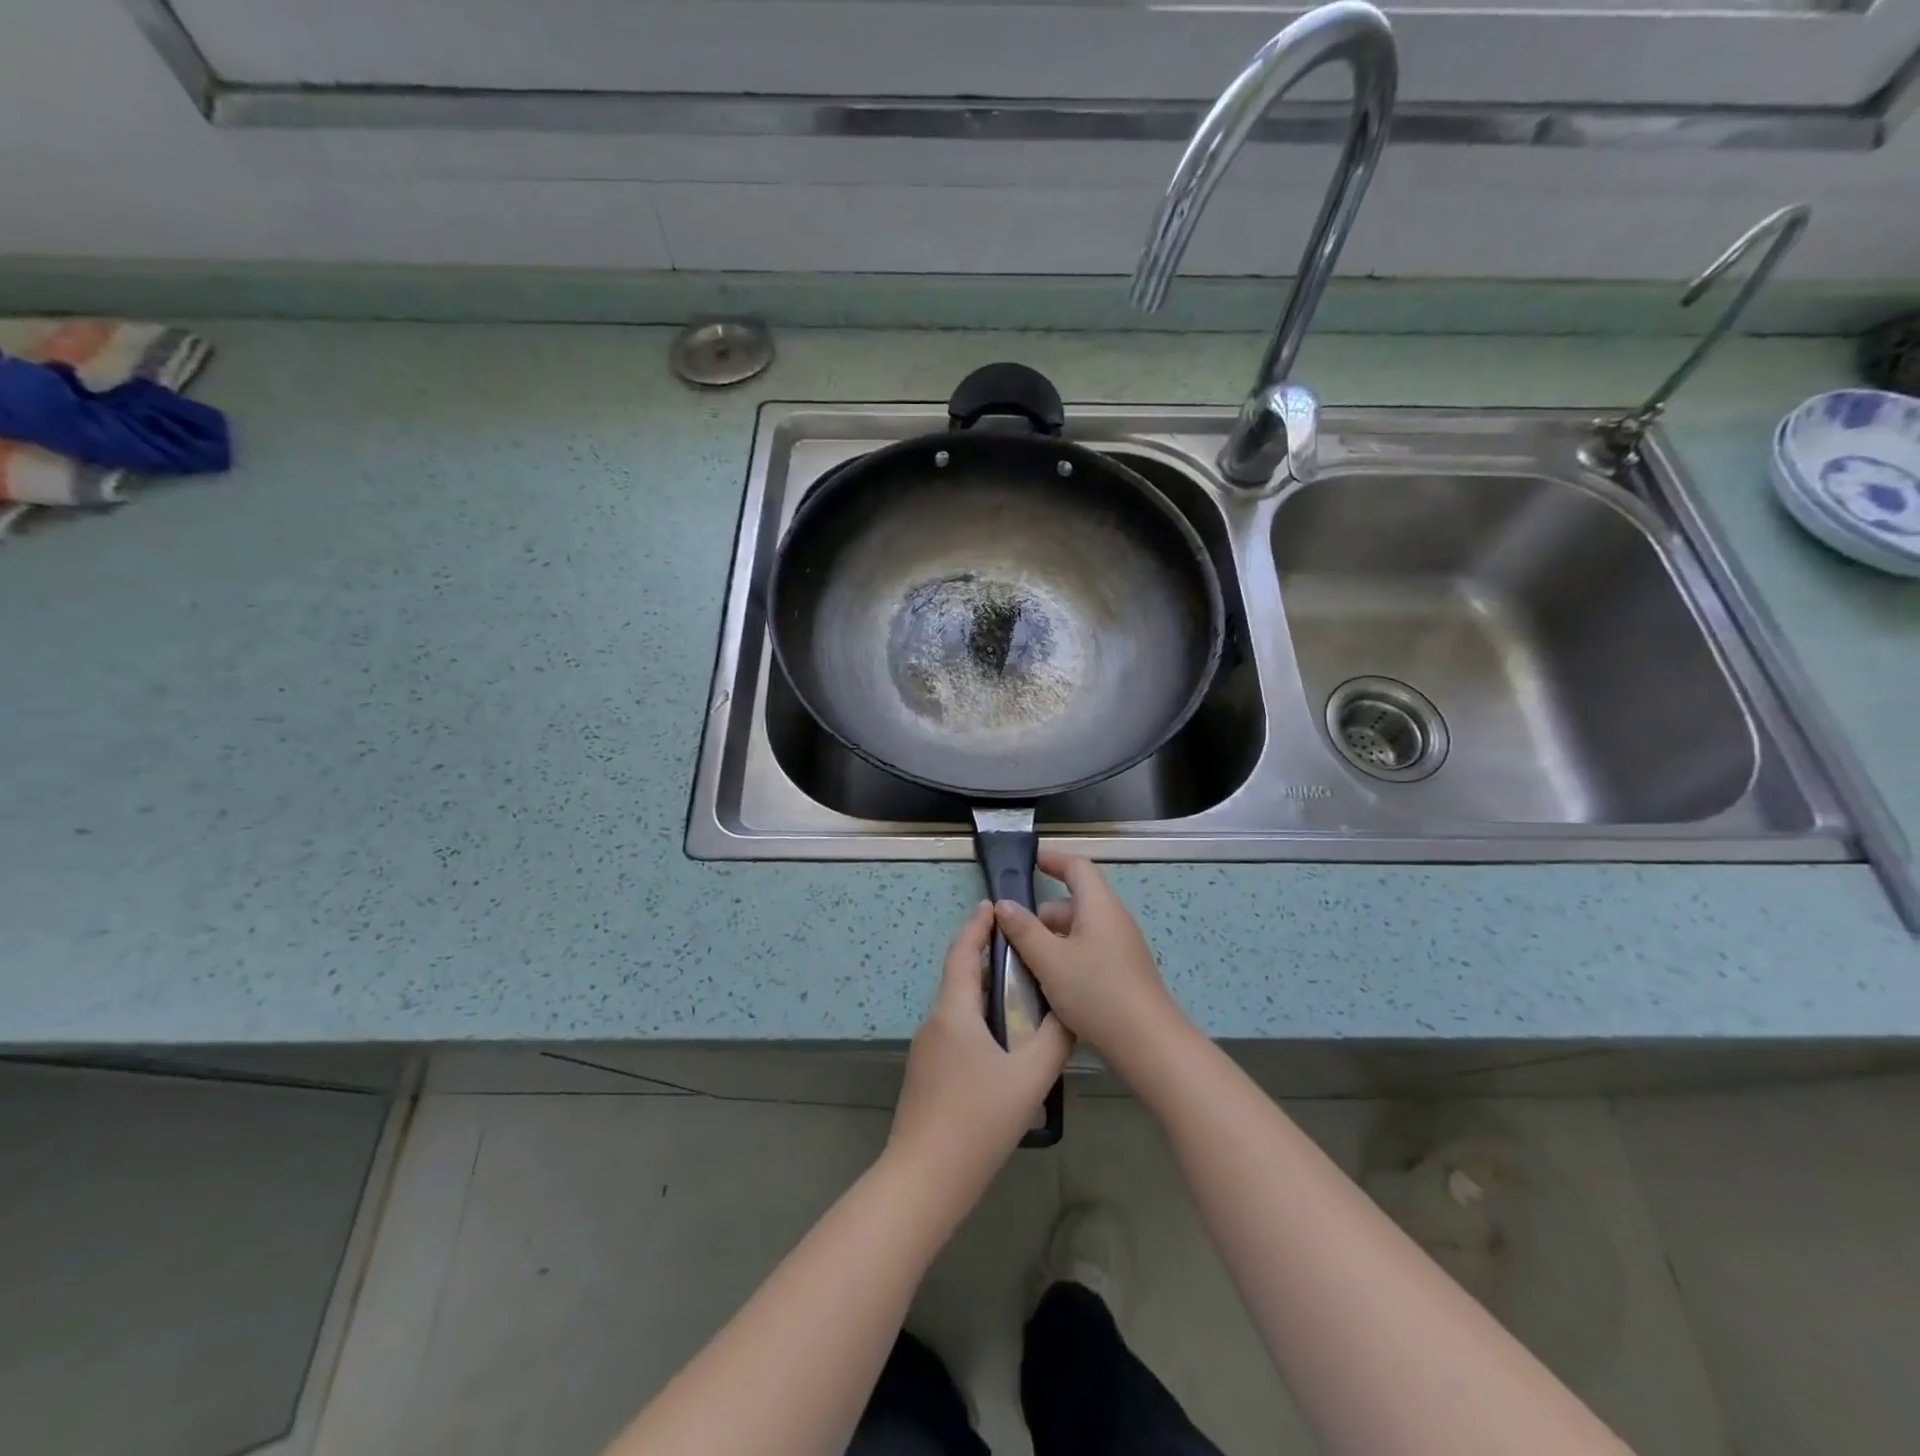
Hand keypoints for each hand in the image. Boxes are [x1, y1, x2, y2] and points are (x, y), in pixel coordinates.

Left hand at [887, 901, 1073, 1203]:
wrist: (924, 1180)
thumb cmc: (976, 1120)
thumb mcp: (1028, 1078)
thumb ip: (1055, 1040)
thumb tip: (1071, 1012)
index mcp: (953, 1012)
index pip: (962, 953)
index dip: (977, 926)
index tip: (992, 906)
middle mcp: (935, 1023)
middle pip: (961, 979)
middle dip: (988, 961)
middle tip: (1025, 956)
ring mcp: (927, 1051)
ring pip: (959, 1009)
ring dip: (986, 995)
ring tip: (1023, 998)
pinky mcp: (927, 1076)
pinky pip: (956, 1033)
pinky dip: (980, 1023)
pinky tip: (1005, 1046)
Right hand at [993, 852, 1186, 1075]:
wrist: (1148, 1044)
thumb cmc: (1096, 992)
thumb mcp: (1050, 960)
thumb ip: (1024, 930)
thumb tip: (1004, 904)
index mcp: (1099, 906)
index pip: (1077, 867)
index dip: (1053, 860)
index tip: (1030, 862)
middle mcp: (1113, 920)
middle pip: (1075, 902)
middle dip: (1043, 914)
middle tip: (1013, 934)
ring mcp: (1122, 948)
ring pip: (1080, 931)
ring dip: (1052, 940)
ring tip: (1026, 964)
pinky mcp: (1123, 973)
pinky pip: (1089, 952)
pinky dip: (1067, 958)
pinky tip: (1050, 985)